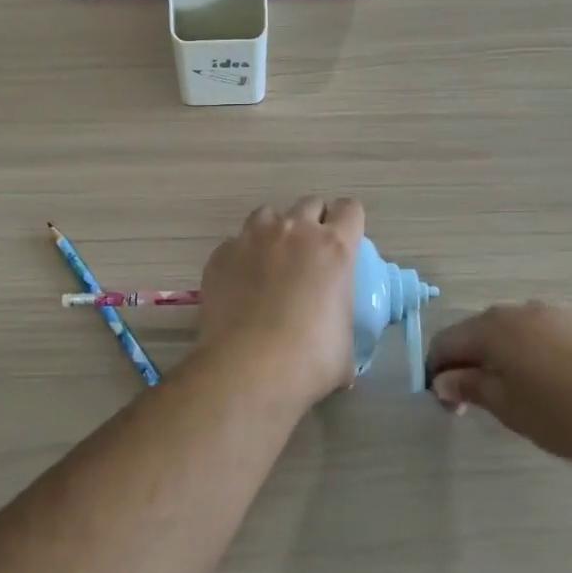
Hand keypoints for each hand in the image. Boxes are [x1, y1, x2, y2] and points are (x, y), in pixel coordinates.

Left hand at [196, 197, 365, 402]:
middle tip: (309, 255)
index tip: (344, 242)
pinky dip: (242, 256)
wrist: (248, 368)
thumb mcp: (346, 344)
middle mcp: (295, 231)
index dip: (348, 223)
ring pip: (269, 214)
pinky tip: (240, 285)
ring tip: (271, 262)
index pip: (350, 209)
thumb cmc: (310, 360)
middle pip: (310, 204)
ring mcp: (254, 238)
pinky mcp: (222, 253)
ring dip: (275, 231)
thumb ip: (343, 323)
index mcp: (334, 247)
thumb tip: (337, 338)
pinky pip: (236, 243)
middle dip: (312, 222)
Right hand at [425, 302, 571, 460]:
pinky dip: (525, 357)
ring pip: (505, 335)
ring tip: (515, 399)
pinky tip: (547, 386)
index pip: (444, 344)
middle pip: (473, 335)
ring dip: (497, 362)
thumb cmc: (566, 408)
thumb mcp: (510, 407)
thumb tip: (442, 379)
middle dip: (467, 367)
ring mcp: (546, 314)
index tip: (450, 408)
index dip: (437, 374)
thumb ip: (471, 389)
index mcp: (490, 329)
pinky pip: (533, 337)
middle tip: (478, 408)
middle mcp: (513, 312)